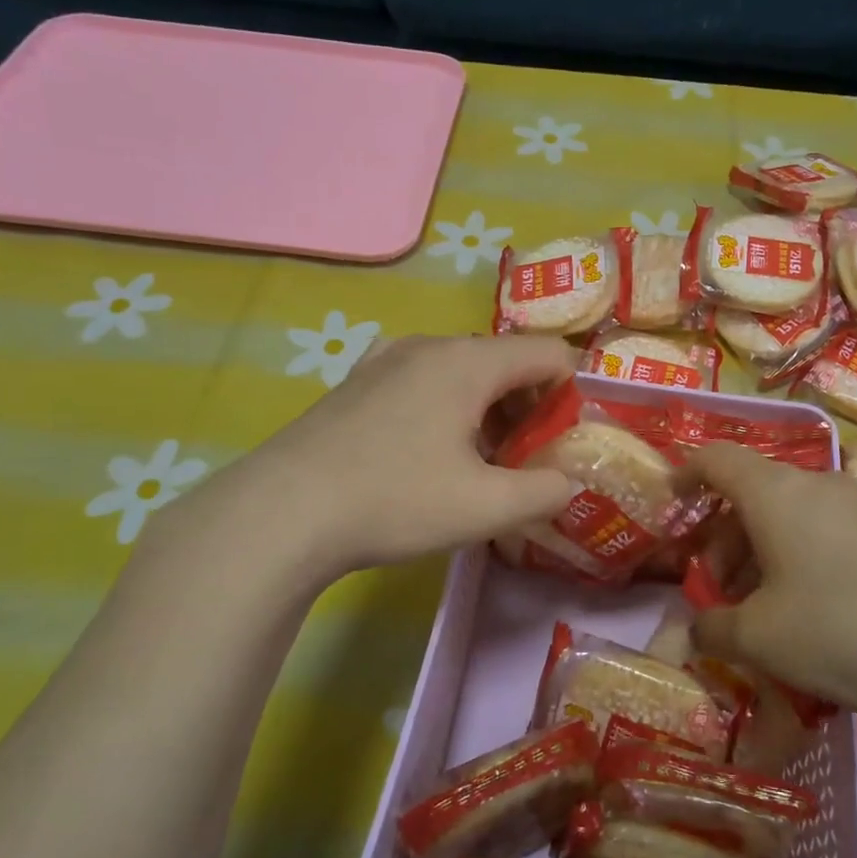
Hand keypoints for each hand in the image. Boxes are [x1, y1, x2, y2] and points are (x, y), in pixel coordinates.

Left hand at [176, 335, 580, 581]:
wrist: (281, 512)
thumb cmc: (394, 500)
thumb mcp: (486, 507)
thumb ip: (545, 492)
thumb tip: (569, 482)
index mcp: (468, 361)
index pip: (548, 353)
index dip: (575, 390)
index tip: (574, 436)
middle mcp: (428, 345)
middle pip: (505, 361)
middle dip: (530, 406)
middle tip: (531, 459)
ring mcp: (386, 360)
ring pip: (462, 372)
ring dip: (489, 410)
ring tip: (484, 463)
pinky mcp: (357, 383)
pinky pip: (423, 382)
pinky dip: (448, 408)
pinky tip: (431, 454)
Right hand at [684, 443, 856, 733]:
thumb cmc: (843, 628)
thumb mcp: (761, 639)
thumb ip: (714, 628)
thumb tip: (697, 629)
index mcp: (775, 492)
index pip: (716, 458)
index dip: (685, 473)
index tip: (670, 502)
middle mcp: (817, 485)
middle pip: (752, 494)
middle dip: (722, 539)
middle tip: (715, 592)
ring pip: (790, 518)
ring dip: (760, 556)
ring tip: (759, 615)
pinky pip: (825, 536)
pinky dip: (799, 564)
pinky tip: (810, 617)